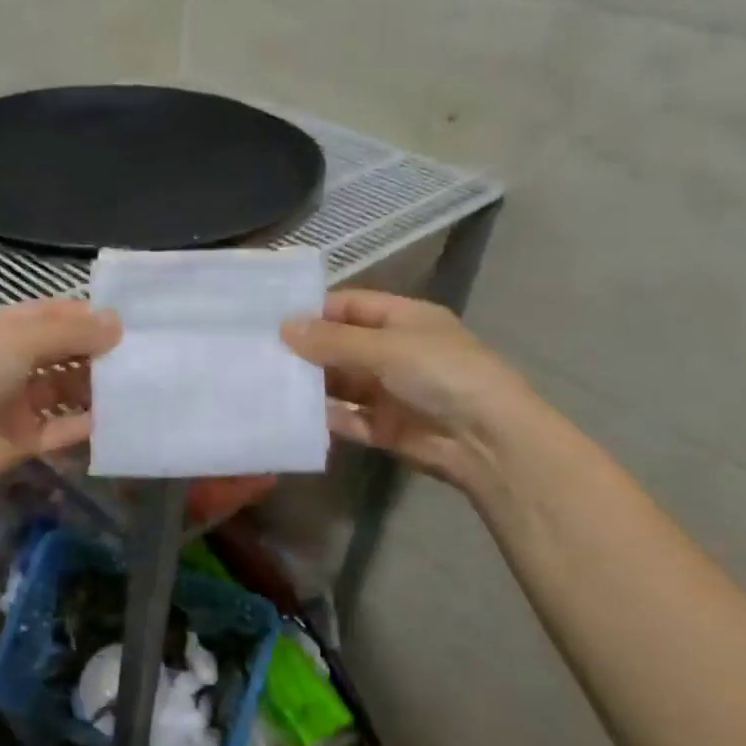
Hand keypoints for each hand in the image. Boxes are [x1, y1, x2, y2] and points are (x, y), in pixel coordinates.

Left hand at [0, 299, 120, 491]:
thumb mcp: (17, 339)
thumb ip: (70, 332)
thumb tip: (116, 323)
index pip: (47, 316)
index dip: (83, 317)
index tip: (125, 321)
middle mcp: (6, 363)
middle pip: (59, 353)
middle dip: (94, 352)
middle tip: (138, 354)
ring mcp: (14, 403)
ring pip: (63, 392)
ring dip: (93, 388)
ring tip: (134, 385)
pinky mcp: (22, 440)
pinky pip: (60, 429)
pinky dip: (84, 425)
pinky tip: (116, 418)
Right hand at [282, 289, 535, 491]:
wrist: (487, 440)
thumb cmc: (442, 374)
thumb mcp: (386, 347)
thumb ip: (333, 340)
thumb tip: (284, 327)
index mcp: (404, 320)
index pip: (351, 306)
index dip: (314, 310)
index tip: (272, 319)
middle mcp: (395, 352)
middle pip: (341, 346)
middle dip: (306, 350)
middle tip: (258, 353)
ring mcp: (389, 391)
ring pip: (340, 384)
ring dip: (311, 385)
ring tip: (266, 385)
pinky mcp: (384, 427)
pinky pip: (346, 419)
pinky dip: (324, 418)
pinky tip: (292, 417)